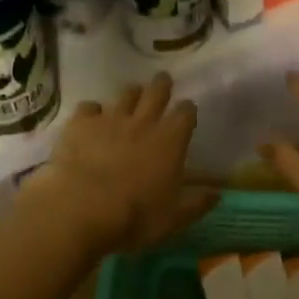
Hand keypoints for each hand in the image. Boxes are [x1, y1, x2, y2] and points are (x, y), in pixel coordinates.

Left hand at [24, 74, 216, 253]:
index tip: (187, 111)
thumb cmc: (135, 216)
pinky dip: (92, 111)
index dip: (187, 110)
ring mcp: (110, 119)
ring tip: (131, 96)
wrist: (82, 210)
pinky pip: (89, 108)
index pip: (186, 113)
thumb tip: (217, 195)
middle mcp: (143, 122)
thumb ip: (196, 204)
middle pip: (156, 92)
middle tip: (162, 80)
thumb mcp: (173, 218)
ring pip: (125, 95)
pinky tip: (91, 118)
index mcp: (170, 141)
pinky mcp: (81, 124)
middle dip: (162, 85)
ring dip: (131, 94)